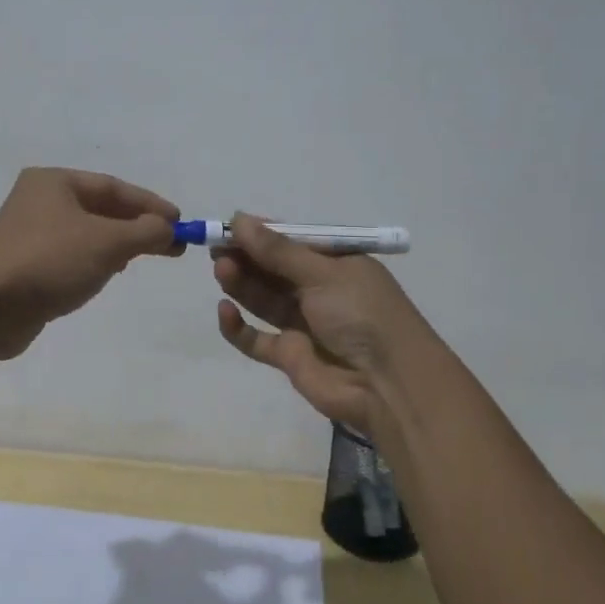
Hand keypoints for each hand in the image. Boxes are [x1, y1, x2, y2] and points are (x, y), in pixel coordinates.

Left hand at [0, 168, 180, 359]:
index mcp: (54, 181)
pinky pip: (73, 252)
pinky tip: (111, 272)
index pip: (113, 187)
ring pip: (88, 231)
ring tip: (147, 257)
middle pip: (101, 207)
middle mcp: (39, 199)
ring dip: (120, 242)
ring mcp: (30, 232)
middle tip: (172, 245)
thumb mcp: (107, 242)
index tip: (180, 222)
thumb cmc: (50, 262)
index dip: (150, 204)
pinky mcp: (27, 262)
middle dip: (138, 225)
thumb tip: (168, 228)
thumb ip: (145, 231)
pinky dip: (97, 258)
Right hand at [213, 213, 437, 437]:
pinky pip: (256, 338)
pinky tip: (225, 311)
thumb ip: (277, 251)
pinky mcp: (289, 356)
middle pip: (273, 269)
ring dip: (241, 283)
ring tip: (221, 269)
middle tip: (216, 248)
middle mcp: (318, 291)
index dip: (262, 234)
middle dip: (246, 257)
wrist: (388, 385)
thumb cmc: (362, 314)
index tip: (231, 226)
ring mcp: (303, 324)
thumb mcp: (322, 273)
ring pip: (262, 298)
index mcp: (336, 264)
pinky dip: (238, 327)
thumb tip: (239, 218)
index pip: (292, 242)